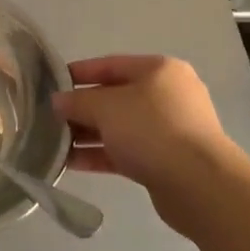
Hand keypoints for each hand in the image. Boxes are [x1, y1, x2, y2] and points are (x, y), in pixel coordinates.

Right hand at [54, 56, 232, 213]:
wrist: (199, 185)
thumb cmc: (152, 129)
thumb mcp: (106, 107)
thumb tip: (57, 101)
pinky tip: (71, 163)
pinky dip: (101, 154)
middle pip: (115, 97)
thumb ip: (78, 102)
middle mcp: (167, 95)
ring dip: (88, 134)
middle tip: (50, 117)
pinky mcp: (165, 161)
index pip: (111, 65)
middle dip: (82, 108)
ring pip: (120, 127)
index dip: (79, 73)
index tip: (51, 82)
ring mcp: (169, 130)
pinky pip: (126, 151)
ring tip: (55, 143)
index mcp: (159, 70)